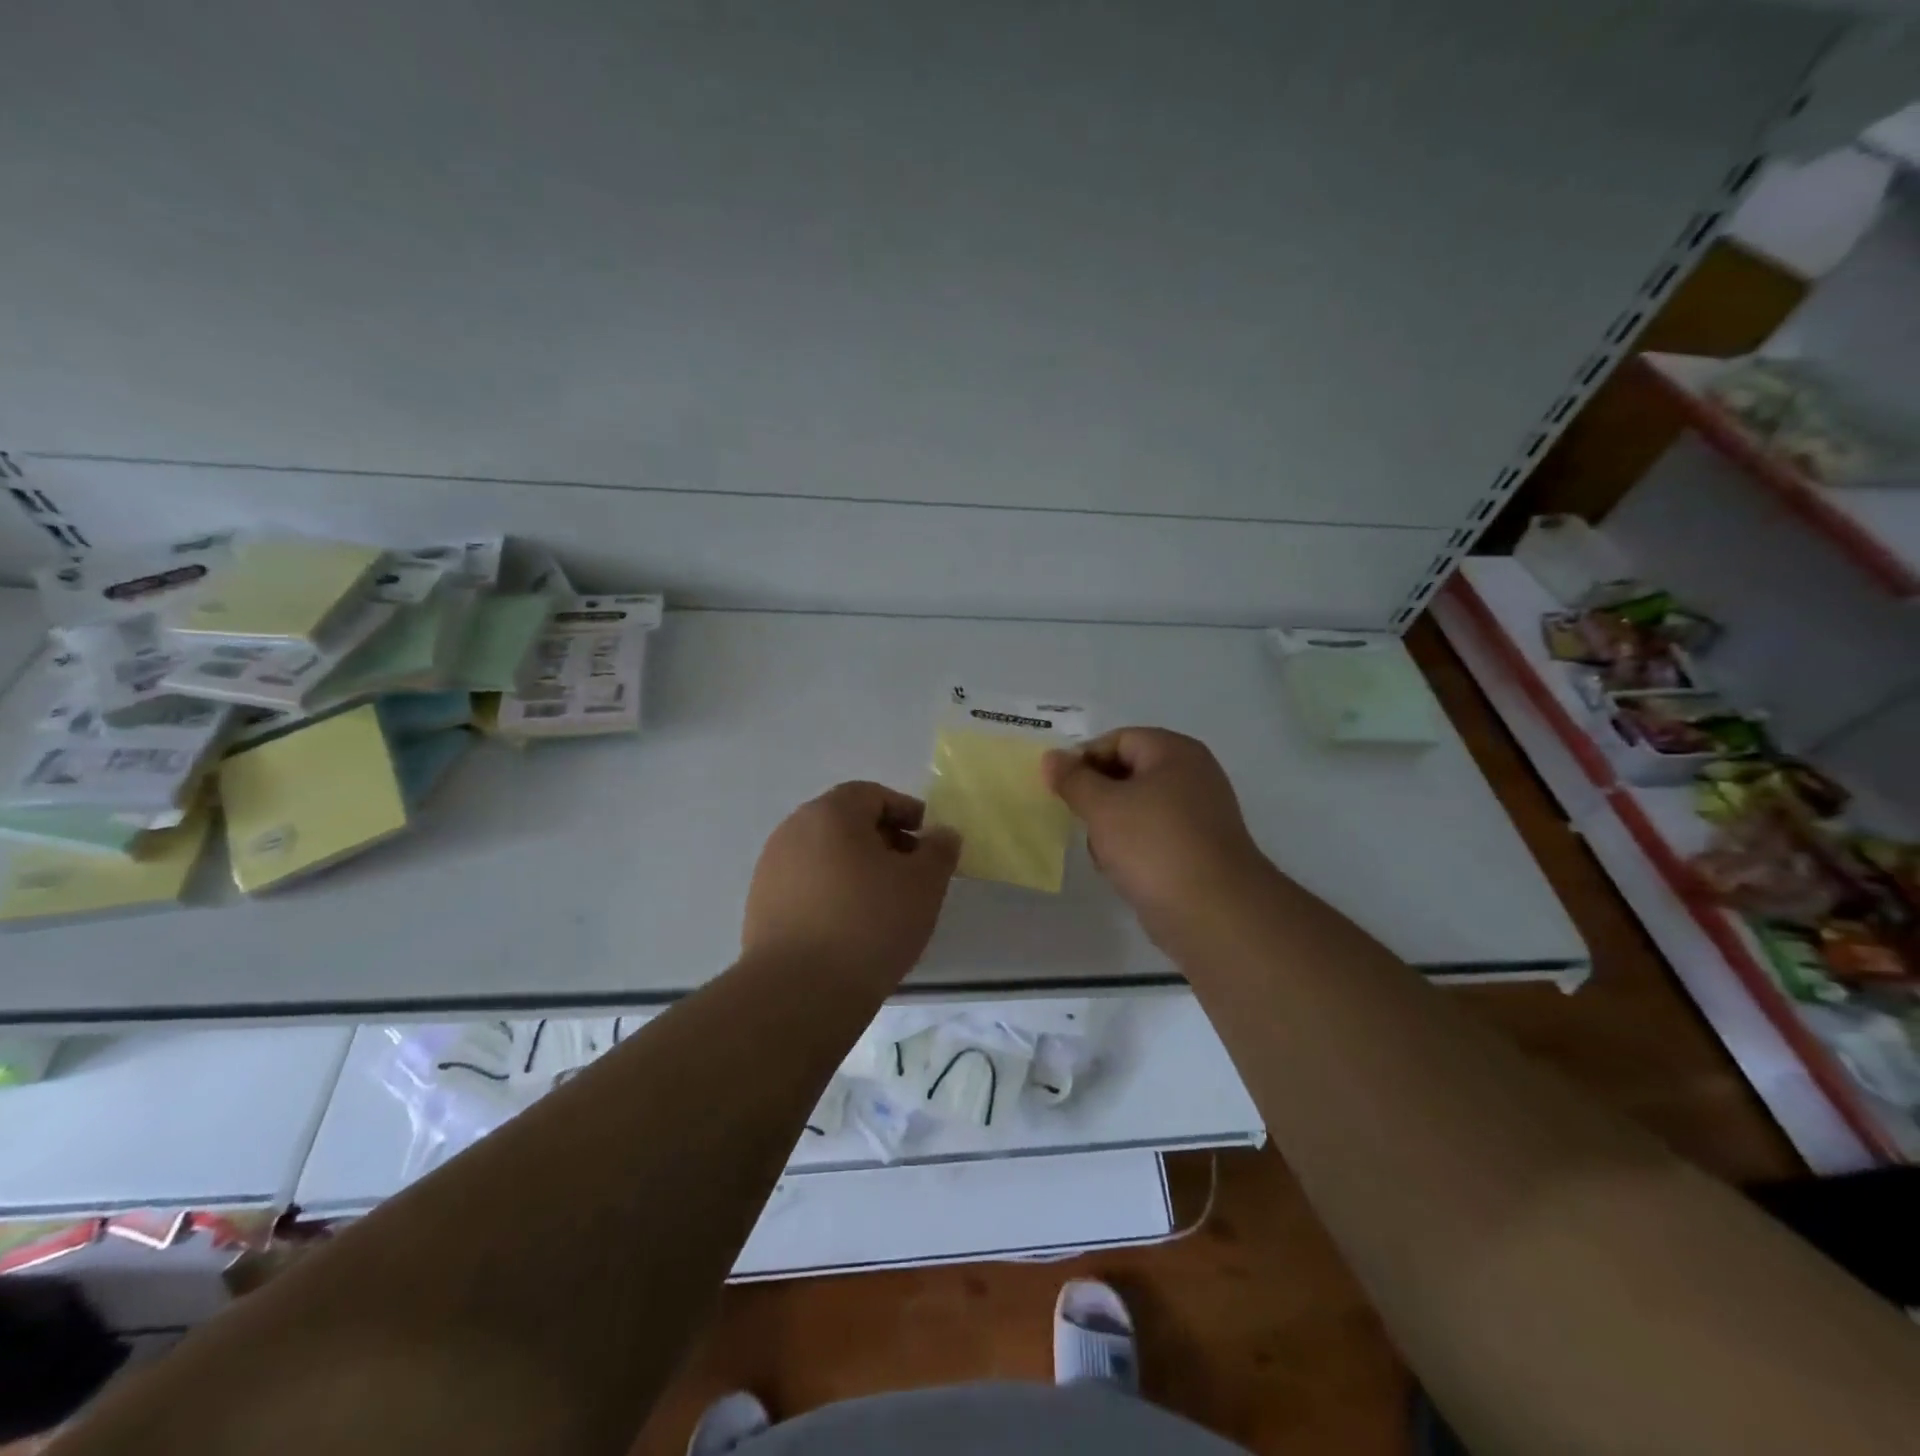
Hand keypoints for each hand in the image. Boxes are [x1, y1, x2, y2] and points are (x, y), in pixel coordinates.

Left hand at [743, 781, 962, 986]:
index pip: (872, 795)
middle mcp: (793, 831)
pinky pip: (806, 885)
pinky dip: (831, 893)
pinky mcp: (760, 906)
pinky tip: (850, 927)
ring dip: (856, 868)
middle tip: (910, 872)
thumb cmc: (869, 923)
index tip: (928, 841)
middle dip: (882, 841)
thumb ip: (939, 850)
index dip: (905, 812)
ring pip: (824, 855)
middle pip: (845, 823)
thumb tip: (942, 834)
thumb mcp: (924, 884)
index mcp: (830, 813)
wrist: (799, 991)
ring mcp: (771, 869)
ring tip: (883, 904)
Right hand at [1043, 728, 1270, 949]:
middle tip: (1078, 821)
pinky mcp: (1198, 850)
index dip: (1083, 760)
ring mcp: (1199, 815)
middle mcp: (1192, 776)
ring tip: (1103, 853)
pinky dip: (1133, 849)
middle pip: (1128, 773)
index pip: (1117, 740)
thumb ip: (1073, 779)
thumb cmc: (1154, 846)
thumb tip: (1052, 757)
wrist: (1214, 913)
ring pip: (1137, 809)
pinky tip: (1122, 872)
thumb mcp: (1102, 807)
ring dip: (1112, 828)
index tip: (1059, 789)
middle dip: (1097, 797)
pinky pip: (1153, 837)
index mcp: (1174, 752)